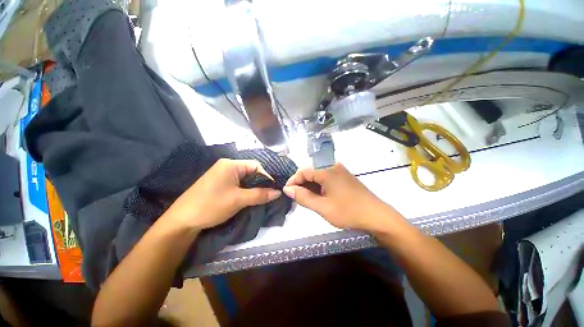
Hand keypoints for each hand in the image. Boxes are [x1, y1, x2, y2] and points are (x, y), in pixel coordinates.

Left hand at [166, 159, 281, 230]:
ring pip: (245, 178)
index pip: (256, 166)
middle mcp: (227, 165)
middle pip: (251, 171)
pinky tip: (249, 197)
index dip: (266, 177)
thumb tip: (278, 192)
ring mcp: (222, 173)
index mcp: (231, 164)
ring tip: (261, 197)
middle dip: (260, 182)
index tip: (273, 189)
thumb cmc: (211, 205)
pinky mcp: (219, 182)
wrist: (182, 220)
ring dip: (253, 187)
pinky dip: (245, 189)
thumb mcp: (238, 200)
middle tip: (269, 194)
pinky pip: (237, 182)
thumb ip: (260, 195)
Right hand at [283, 163, 397, 230]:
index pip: (303, 171)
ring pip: (319, 176)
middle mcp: (333, 166)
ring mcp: (340, 171)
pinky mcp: (345, 177)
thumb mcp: (322, 207)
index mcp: (327, 171)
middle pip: (311, 172)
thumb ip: (303, 197)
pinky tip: (319, 196)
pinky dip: (319, 187)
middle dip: (302, 184)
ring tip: (307, 199)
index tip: (287, 192)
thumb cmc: (349, 212)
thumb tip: (287, 189)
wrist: (377, 216)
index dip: (293, 180)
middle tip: (297, 198)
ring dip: (310, 186)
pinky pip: (327, 178)